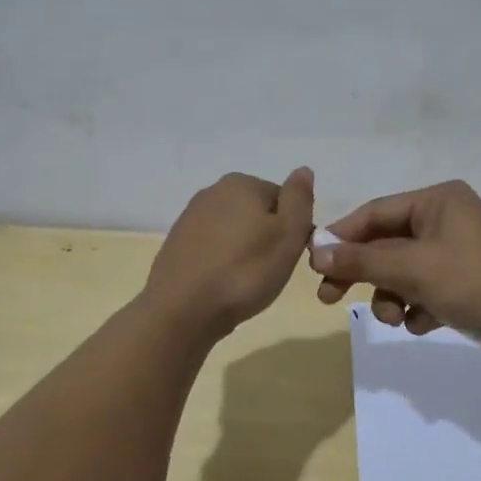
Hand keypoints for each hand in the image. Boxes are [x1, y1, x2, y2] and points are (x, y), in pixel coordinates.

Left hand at [144, 168, 315, 340]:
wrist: (182, 310)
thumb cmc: (245, 271)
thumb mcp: (288, 235)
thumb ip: (299, 199)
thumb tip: (303, 170)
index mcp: (242, 183)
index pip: (283, 200)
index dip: (292, 229)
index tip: (288, 255)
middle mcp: (213, 191)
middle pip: (257, 213)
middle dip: (266, 238)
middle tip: (268, 270)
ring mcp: (190, 217)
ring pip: (234, 231)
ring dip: (244, 251)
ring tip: (245, 282)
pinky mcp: (177, 243)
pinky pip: (213, 247)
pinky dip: (222, 262)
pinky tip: (222, 284)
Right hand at [308, 180, 480, 356]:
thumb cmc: (475, 282)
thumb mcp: (413, 270)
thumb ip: (362, 261)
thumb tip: (317, 253)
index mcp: (437, 200)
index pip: (375, 213)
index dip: (342, 238)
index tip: (315, 267)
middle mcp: (448, 217)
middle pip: (388, 243)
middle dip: (365, 274)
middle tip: (329, 299)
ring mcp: (461, 248)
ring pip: (406, 270)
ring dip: (392, 295)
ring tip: (398, 320)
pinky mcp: (470, 278)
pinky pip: (428, 287)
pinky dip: (419, 305)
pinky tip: (426, 323)